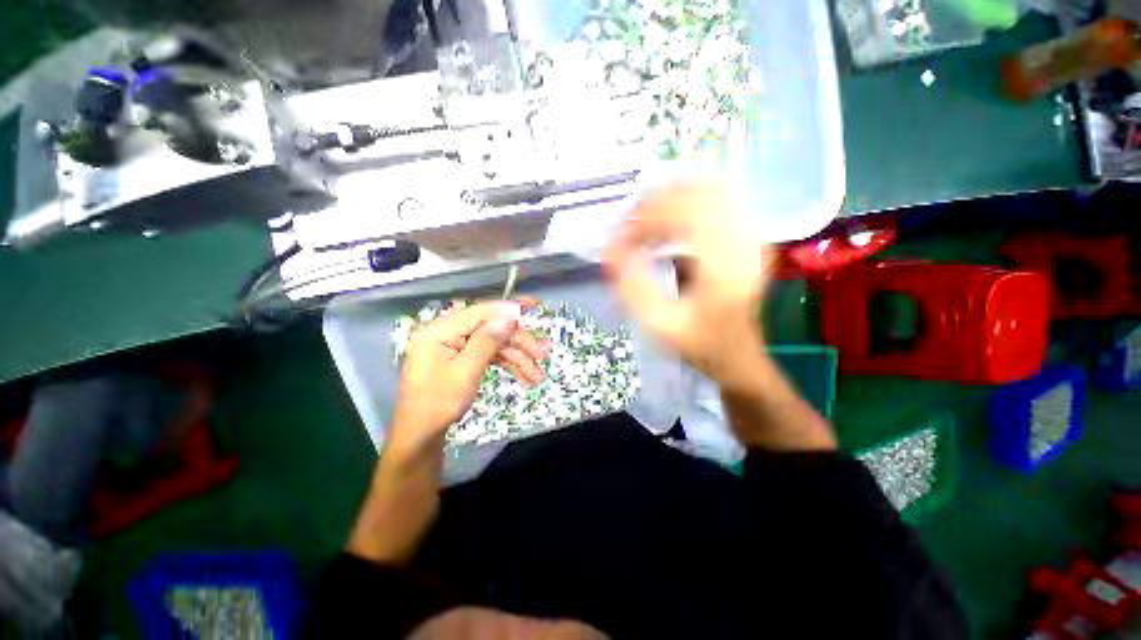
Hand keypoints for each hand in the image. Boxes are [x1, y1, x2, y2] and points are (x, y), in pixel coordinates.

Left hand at [390, 300, 547, 453]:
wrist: (421, 436)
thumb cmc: (437, 405)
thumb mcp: (465, 372)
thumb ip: (487, 341)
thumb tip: (509, 316)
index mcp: (440, 331)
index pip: (480, 312)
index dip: (509, 308)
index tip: (534, 305)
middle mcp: (448, 334)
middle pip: (491, 329)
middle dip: (519, 342)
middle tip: (542, 355)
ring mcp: (456, 347)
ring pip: (495, 344)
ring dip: (518, 358)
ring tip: (537, 375)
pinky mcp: (463, 359)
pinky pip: (490, 355)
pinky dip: (508, 365)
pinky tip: (525, 377)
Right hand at [604, 181, 835, 451]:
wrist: (739, 355)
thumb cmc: (698, 344)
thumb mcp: (660, 324)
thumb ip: (632, 287)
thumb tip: (609, 251)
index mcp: (722, 263)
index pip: (679, 214)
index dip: (641, 220)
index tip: (617, 240)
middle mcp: (742, 239)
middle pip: (693, 194)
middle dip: (652, 205)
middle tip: (627, 227)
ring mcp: (750, 234)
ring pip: (706, 192)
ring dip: (668, 203)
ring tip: (643, 224)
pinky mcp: (748, 236)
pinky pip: (716, 202)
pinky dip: (685, 206)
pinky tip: (667, 226)